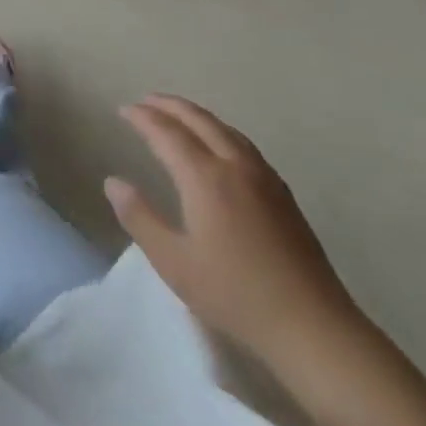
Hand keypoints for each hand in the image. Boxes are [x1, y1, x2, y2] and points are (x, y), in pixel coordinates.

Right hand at [106, 94, 358, 363]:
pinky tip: (219, 145)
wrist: (312, 325)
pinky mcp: (283, 194)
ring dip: (196, 115)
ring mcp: (264, 177)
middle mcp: (235, 166)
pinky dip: (220, 130)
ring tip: (177, 114)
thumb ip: (139, 217)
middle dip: (170, 106)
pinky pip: (243, 144)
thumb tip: (113, 182)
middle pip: (199, 120)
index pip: (167, 133)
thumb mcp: (173, 262)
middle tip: (146, 100)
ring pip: (225, 129)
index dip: (143, 118)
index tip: (123, 109)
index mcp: (206, 177)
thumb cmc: (235, 294)